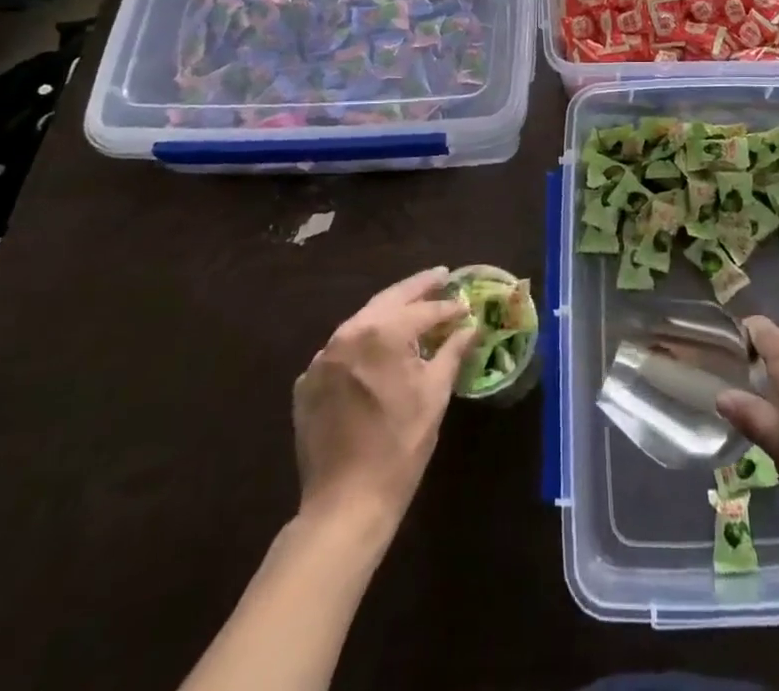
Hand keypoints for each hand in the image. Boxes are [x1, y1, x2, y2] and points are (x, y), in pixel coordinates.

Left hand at [292, 267, 474, 517]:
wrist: (345, 503)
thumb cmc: (400, 444)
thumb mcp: (435, 393)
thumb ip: (452, 350)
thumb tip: (470, 326)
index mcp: (382, 333)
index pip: (424, 310)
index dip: (449, 307)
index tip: (466, 304)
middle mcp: (348, 334)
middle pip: (388, 300)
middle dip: (416, 288)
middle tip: (440, 276)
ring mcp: (322, 358)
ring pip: (362, 321)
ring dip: (389, 312)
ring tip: (413, 307)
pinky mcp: (307, 382)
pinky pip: (341, 349)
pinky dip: (363, 341)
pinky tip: (379, 348)